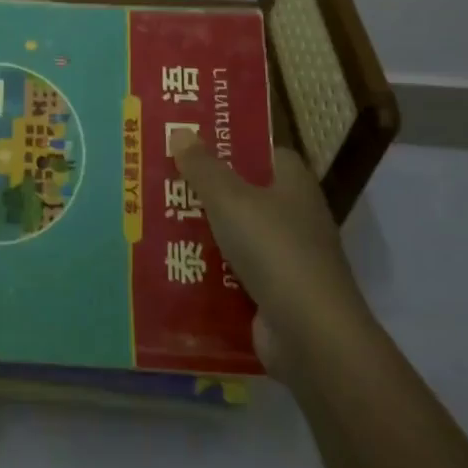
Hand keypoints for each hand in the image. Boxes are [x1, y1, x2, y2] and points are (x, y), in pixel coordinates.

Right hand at [173, 138, 368, 378]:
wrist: (311, 336)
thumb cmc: (274, 250)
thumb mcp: (230, 199)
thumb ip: (203, 166)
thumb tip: (181, 131)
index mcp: (294, 184)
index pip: (265, 153)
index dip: (232, 146)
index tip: (193, 143)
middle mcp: (296, 217)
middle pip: (245, 193)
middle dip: (207, 189)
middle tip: (163, 180)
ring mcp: (287, 259)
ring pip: (237, 234)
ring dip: (204, 231)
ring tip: (157, 219)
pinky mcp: (275, 294)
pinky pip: (235, 273)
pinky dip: (210, 270)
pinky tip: (174, 263)